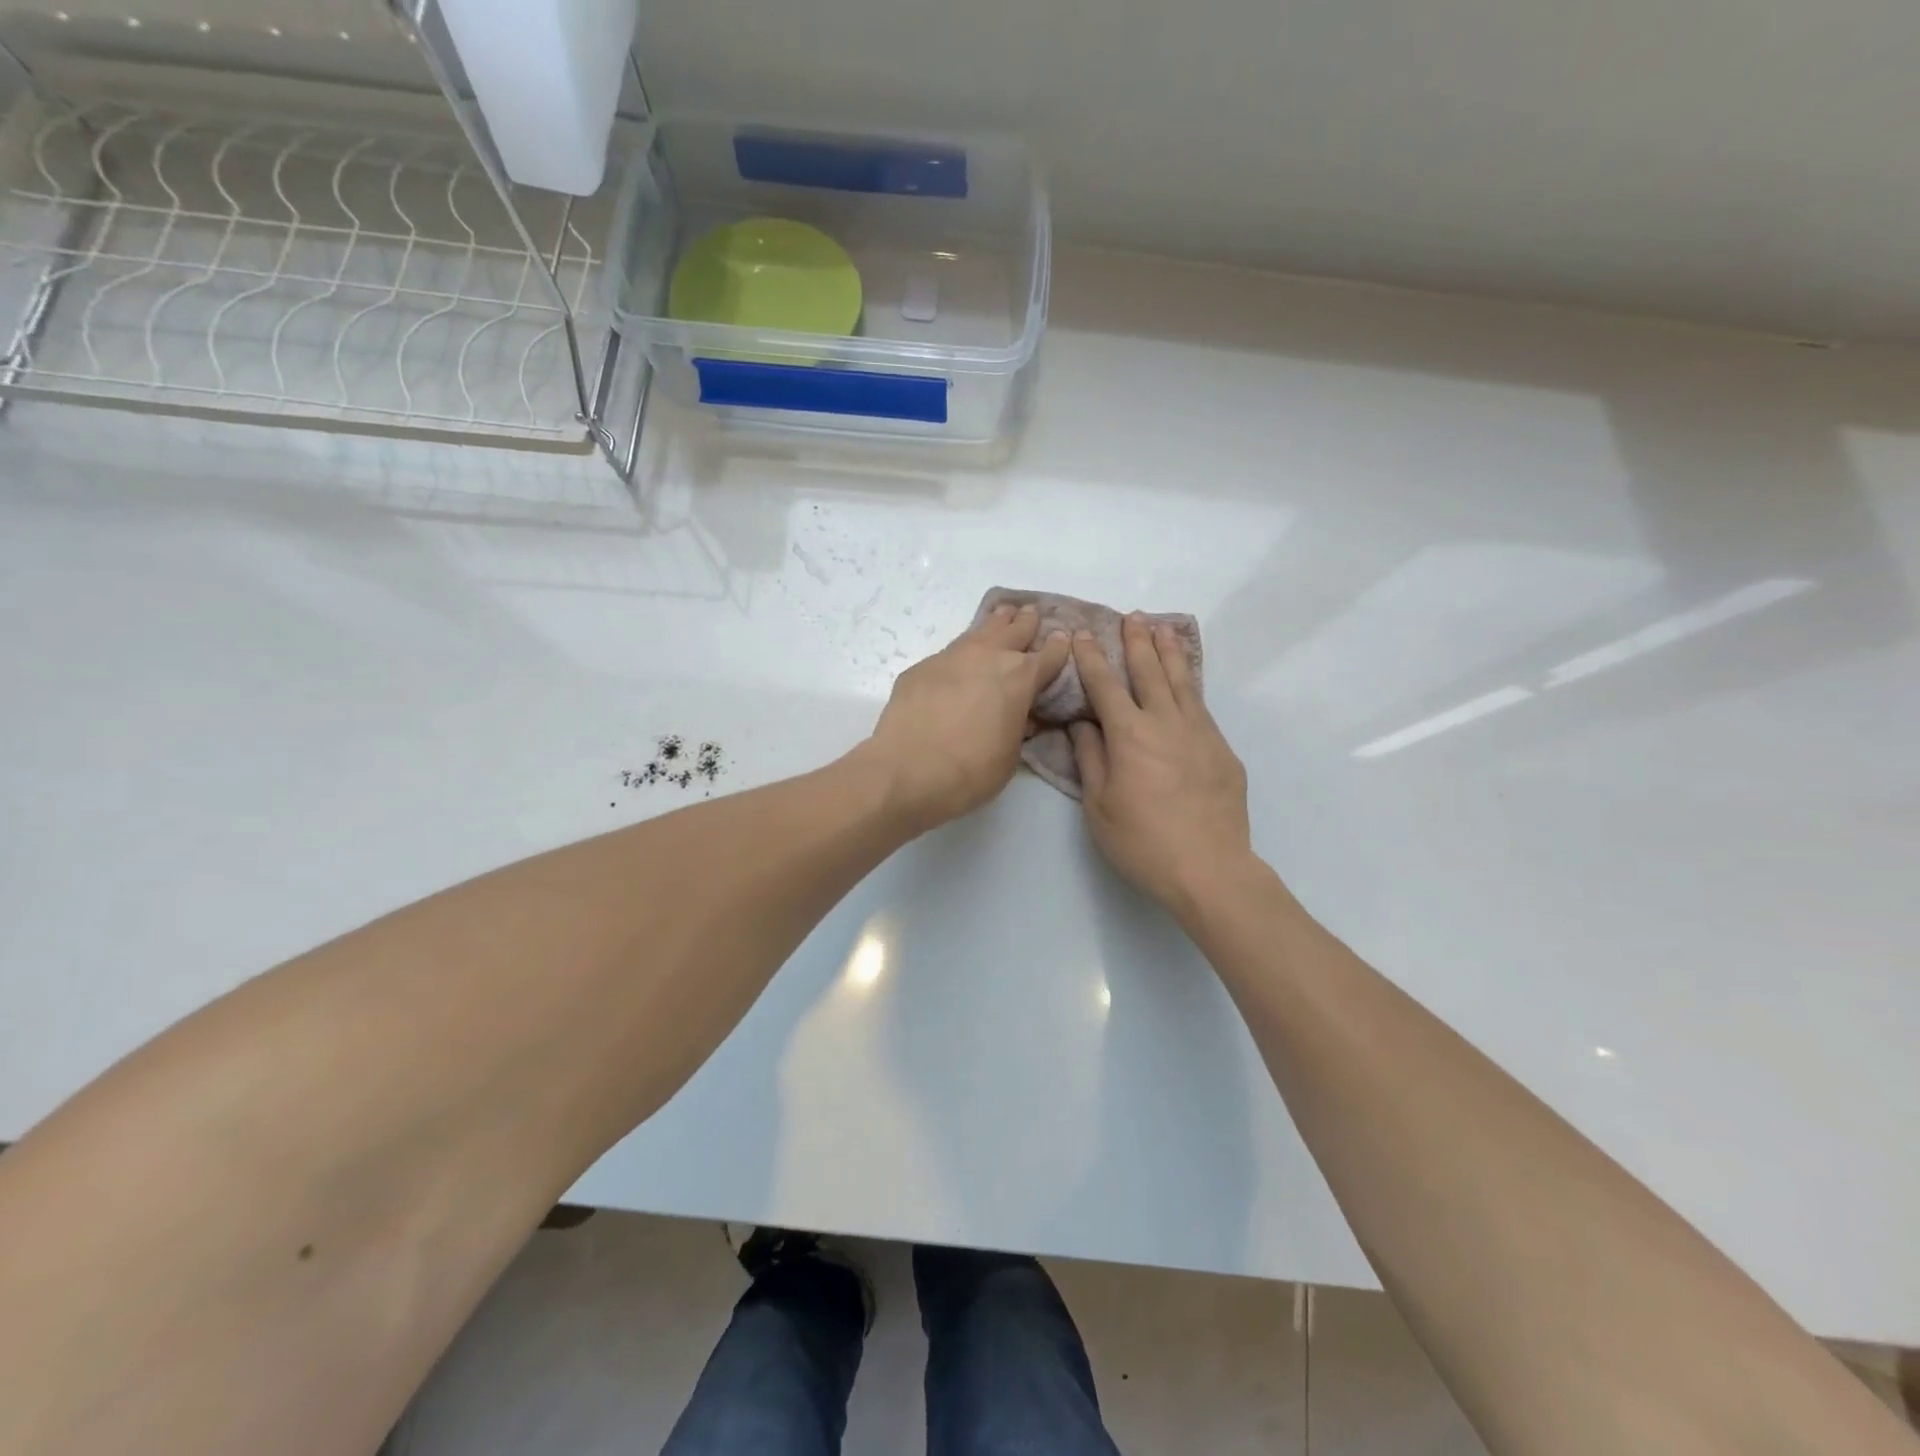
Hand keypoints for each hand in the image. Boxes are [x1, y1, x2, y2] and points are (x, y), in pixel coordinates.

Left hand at [865, 603, 1071, 830]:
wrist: (907, 771)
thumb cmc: (970, 771)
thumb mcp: (1010, 755)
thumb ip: (1018, 727)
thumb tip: (1019, 715)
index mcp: (1020, 677)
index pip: (1049, 655)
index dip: (1059, 648)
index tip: (1063, 639)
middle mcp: (988, 656)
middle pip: (1014, 629)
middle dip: (1026, 622)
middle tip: (1032, 614)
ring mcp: (951, 657)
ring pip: (979, 631)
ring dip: (995, 624)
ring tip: (1002, 615)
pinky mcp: (921, 668)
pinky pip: (949, 653)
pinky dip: (962, 652)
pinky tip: (961, 660)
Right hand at [1068, 614, 1252, 919]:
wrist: (1209, 868)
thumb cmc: (1143, 841)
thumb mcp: (1099, 805)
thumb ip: (1090, 758)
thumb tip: (1082, 723)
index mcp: (1130, 735)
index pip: (1106, 686)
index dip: (1093, 658)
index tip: (1085, 635)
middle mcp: (1166, 723)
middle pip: (1150, 672)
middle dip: (1138, 642)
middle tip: (1133, 617)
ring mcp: (1200, 733)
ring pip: (1183, 682)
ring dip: (1170, 652)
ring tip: (1164, 628)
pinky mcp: (1222, 750)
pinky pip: (1202, 707)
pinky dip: (1190, 685)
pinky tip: (1187, 682)